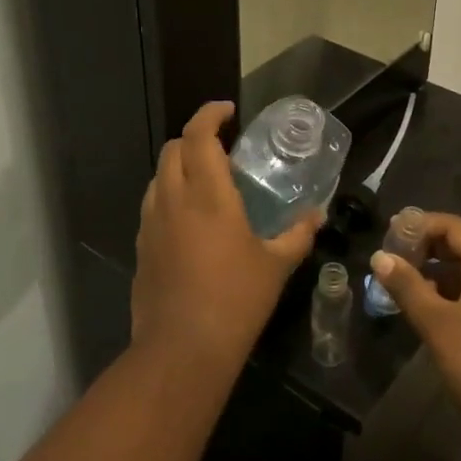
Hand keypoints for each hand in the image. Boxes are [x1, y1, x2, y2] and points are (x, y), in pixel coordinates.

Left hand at [133, 102, 320, 373]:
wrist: (182, 350)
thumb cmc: (236, 301)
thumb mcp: (276, 266)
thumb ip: (298, 234)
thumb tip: (318, 214)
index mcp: (208, 195)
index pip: (199, 135)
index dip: (210, 114)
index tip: (229, 110)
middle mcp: (174, 199)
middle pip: (174, 148)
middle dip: (195, 136)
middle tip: (222, 146)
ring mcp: (152, 223)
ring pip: (158, 174)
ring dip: (180, 164)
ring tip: (206, 179)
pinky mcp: (141, 246)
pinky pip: (152, 203)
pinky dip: (169, 193)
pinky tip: (189, 218)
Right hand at [372, 213, 460, 451]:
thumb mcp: (437, 323)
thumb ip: (407, 286)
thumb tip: (380, 257)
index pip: (454, 227)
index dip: (421, 224)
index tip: (389, 233)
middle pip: (459, 245)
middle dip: (424, 246)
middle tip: (389, 255)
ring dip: (431, 271)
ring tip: (397, 279)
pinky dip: (443, 292)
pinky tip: (419, 306)